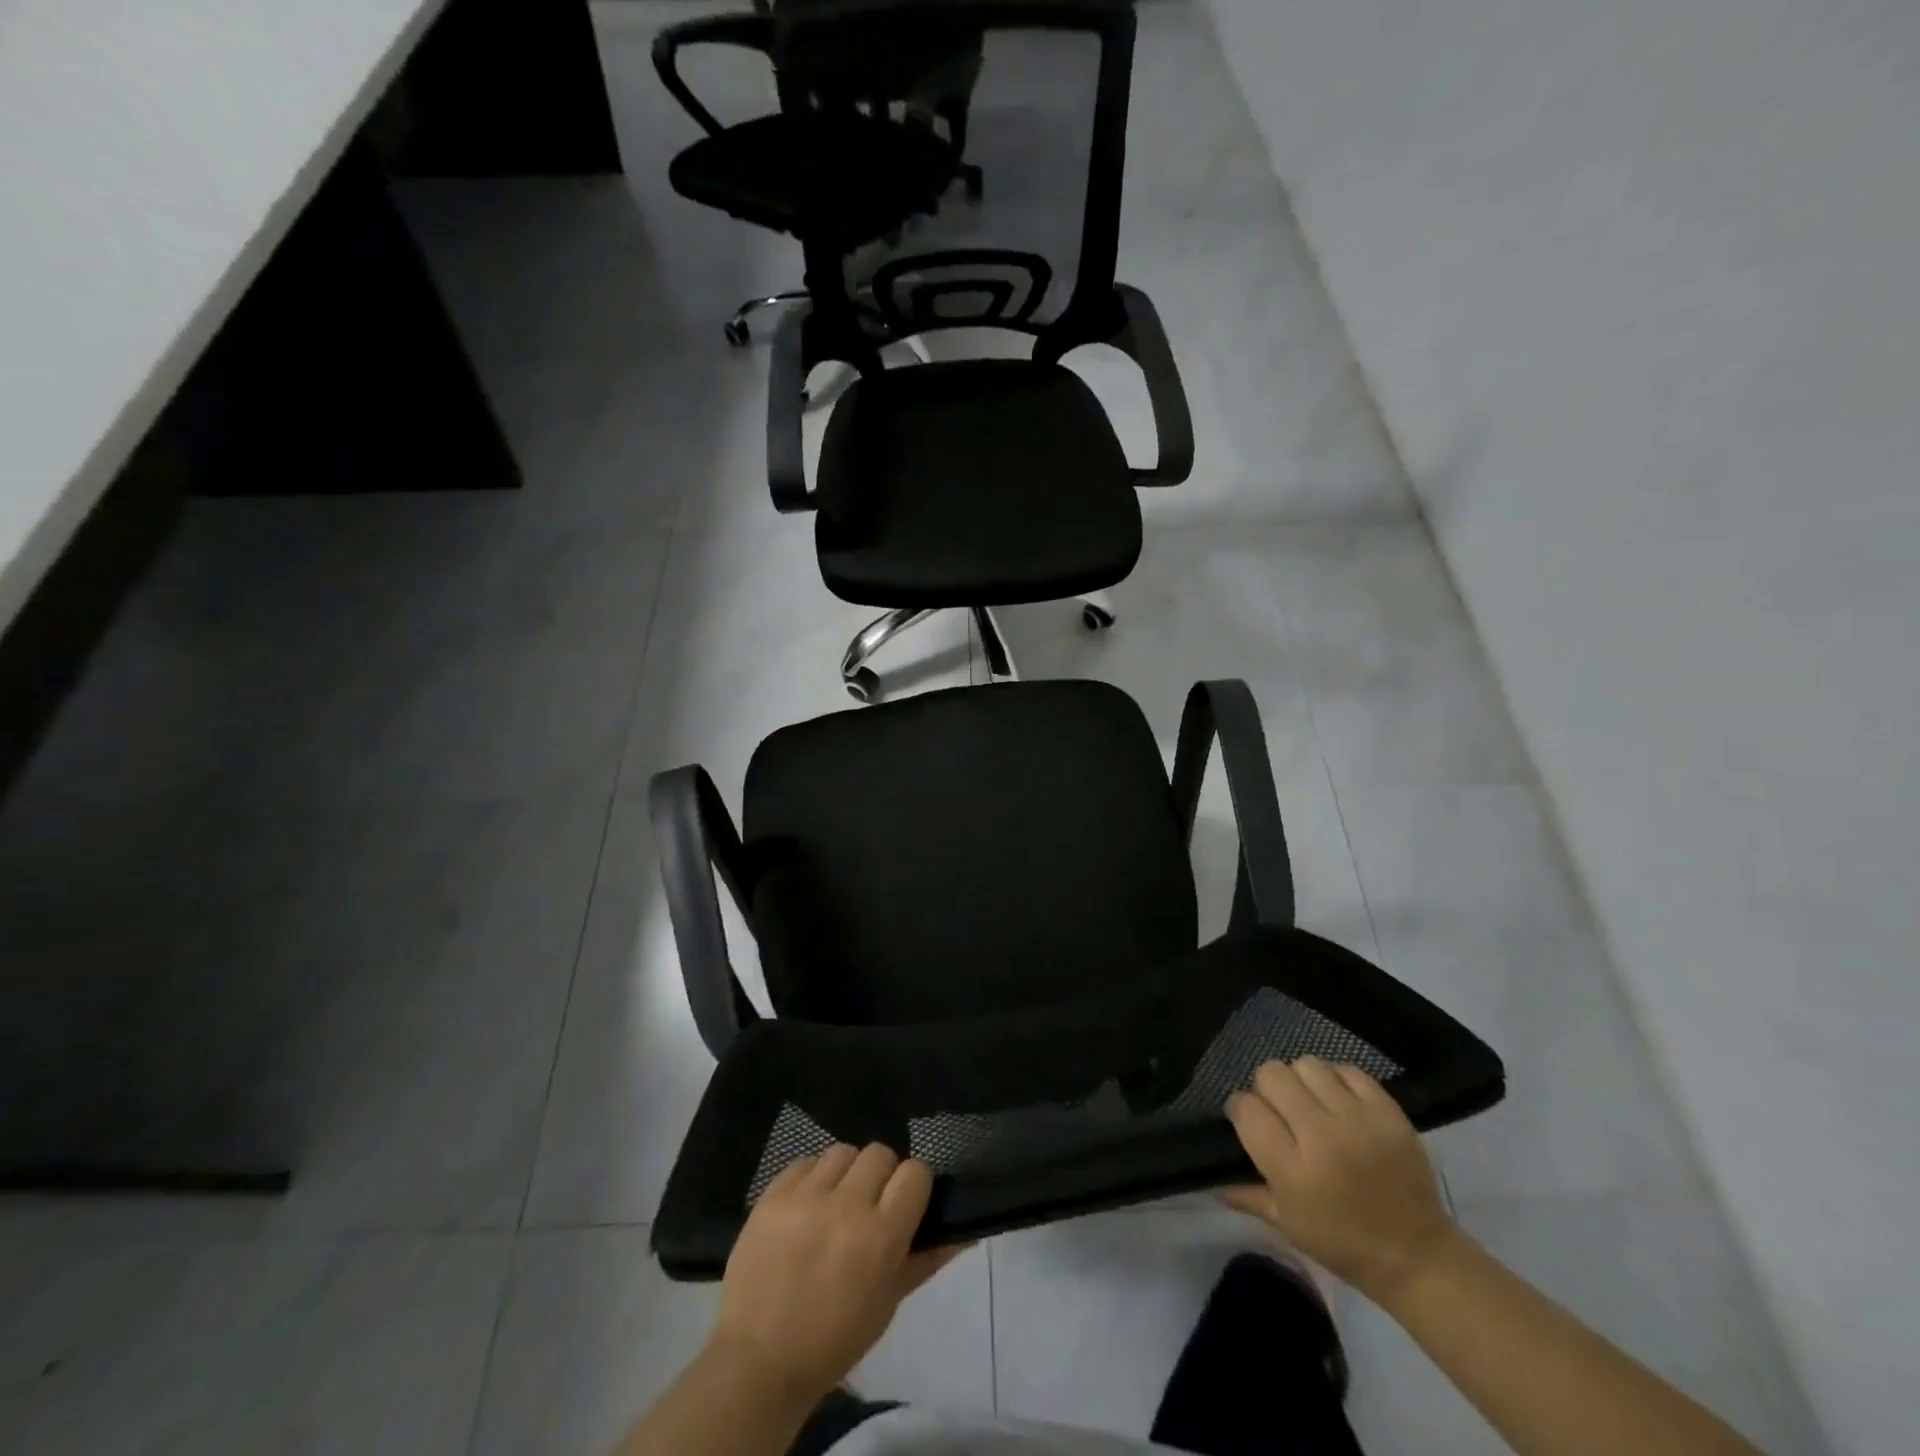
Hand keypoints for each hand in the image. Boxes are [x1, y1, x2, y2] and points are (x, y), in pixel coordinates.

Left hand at [709, 1143, 966, 1404]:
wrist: (758, 1360)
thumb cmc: (834, 1339)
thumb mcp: (888, 1303)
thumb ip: (926, 1258)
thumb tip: (965, 1230)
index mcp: (880, 1236)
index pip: (915, 1172)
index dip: (914, 1185)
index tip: (905, 1203)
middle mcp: (846, 1205)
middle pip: (880, 1153)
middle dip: (881, 1176)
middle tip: (870, 1205)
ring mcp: (805, 1196)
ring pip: (842, 1151)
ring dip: (846, 1173)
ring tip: (836, 1202)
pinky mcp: (772, 1194)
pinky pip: (805, 1161)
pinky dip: (812, 1178)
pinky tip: (807, 1206)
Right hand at [1223, 1058, 1458, 1303]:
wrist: (1418, 1256)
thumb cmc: (1343, 1244)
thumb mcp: (1287, 1224)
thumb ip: (1247, 1194)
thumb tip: (1213, 1178)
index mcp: (1292, 1169)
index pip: (1246, 1108)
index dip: (1242, 1110)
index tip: (1250, 1122)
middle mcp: (1321, 1136)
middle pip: (1272, 1075)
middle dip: (1268, 1089)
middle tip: (1281, 1111)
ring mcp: (1358, 1120)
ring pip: (1307, 1065)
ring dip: (1301, 1081)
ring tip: (1310, 1102)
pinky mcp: (1388, 1112)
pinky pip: (1348, 1070)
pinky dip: (1337, 1080)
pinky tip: (1339, 1101)